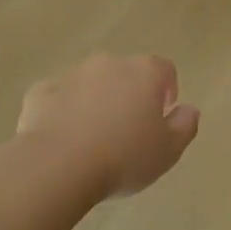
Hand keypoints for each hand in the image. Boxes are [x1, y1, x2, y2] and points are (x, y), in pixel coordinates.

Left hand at [16, 54, 198, 200]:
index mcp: (144, 73)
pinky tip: (64, 140)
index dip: (167, 91)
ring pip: (91, 84)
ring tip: (93, 139)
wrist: (58, 165)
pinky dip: (64, 111)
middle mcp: (108, 64)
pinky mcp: (41, 91)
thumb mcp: (168, 151)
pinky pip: (59, 98)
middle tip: (128, 131)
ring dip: (96, 101)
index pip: (164, 70)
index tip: (162, 116)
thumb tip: (189, 109)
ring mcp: (71, 74)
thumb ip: (185, 126)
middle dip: (129, 95)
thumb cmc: (124, 157)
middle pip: (126, 74)